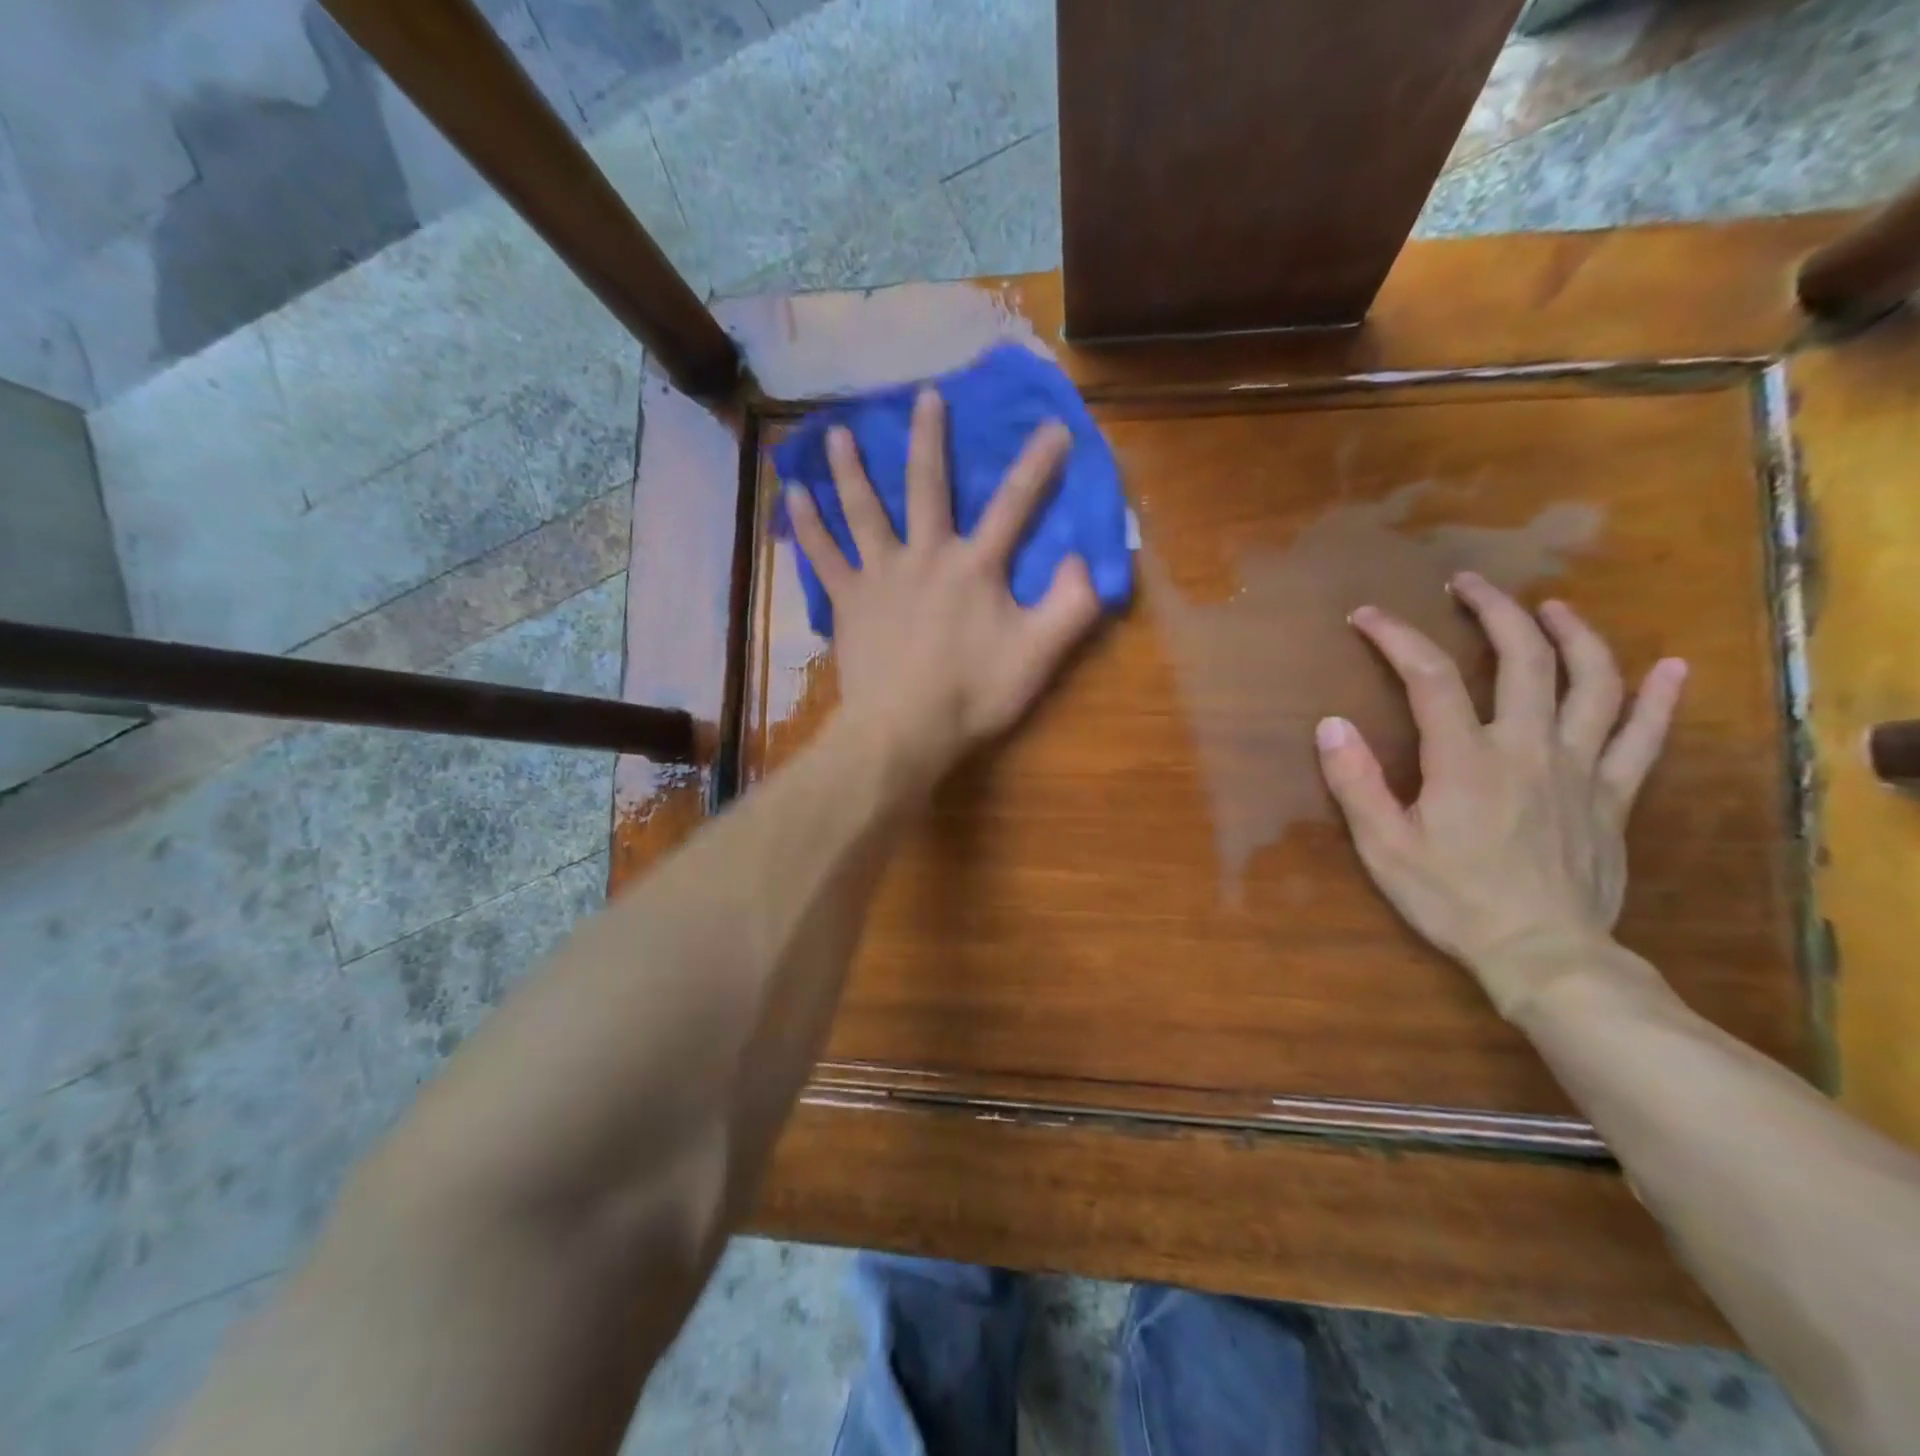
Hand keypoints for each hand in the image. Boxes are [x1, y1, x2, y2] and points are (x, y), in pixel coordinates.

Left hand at [785, 387, 1102, 790]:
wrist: (903, 731)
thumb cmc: (972, 695)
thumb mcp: (1038, 656)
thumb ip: (1071, 606)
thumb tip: (1085, 559)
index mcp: (975, 567)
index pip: (1014, 506)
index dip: (1037, 466)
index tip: (1053, 427)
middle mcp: (925, 556)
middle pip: (928, 487)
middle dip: (930, 439)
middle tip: (926, 396)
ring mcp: (880, 575)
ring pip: (864, 510)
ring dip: (852, 468)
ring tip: (836, 432)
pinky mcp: (848, 601)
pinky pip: (823, 555)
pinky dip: (806, 525)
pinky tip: (793, 495)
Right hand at [1314, 572, 1687, 1017]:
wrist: (1542, 954)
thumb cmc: (1452, 899)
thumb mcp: (1383, 847)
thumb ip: (1356, 783)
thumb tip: (1330, 724)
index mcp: (1466, 758)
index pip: (1427, 677)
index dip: (1395, 637)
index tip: (1367, 617)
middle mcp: (1528, 746)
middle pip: (1522, 658)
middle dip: (1494, 611)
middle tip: (1468, 584)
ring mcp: (1580, 767)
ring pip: (1592, 683)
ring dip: (1573, 635)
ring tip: (1553, 608)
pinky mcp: (1613, 795)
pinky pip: (1645, 738)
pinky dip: (1660, 699)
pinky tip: (1671, 667)